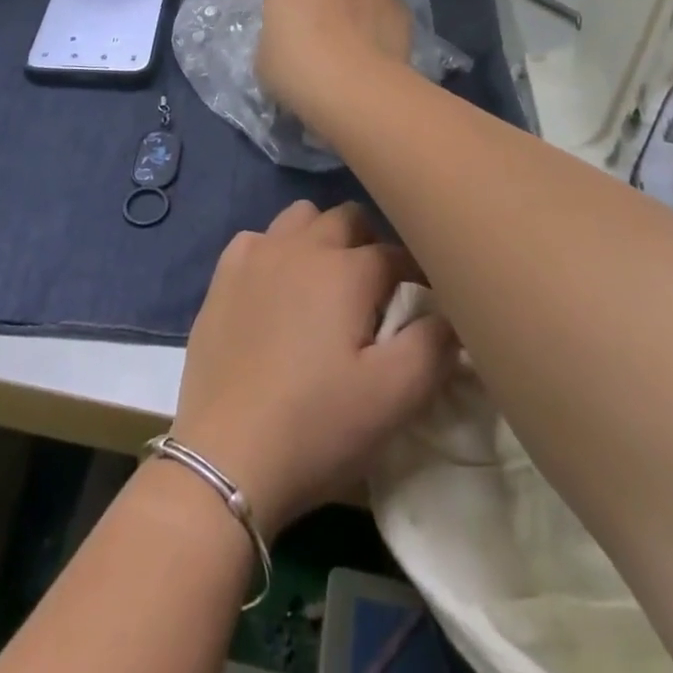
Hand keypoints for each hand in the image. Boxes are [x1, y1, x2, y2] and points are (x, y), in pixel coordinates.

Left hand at [170, 201, 455, 539]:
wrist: (226, 454)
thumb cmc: (317, 425)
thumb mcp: (393, 398)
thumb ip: (433, 347)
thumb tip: (449, 314)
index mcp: (346, 270)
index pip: (395, 253)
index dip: (416, 274)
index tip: (424, 301)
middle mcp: (302, 246)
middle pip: (348, 218)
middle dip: (370, 243)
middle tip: (376, 291)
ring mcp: (257, 255)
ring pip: (301, 217)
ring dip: (321, 237)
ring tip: (327, 283)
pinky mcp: (223, 275)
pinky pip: (258, 239)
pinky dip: (275, 251)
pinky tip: (276, 289)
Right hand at [256, 0, 414, 126]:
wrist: (352, 85)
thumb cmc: (296, 73)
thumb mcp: (266, 61)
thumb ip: (277, 40)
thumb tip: (289, 42)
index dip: (289, 1)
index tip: (291, 26)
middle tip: (327, 3)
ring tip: (359, 15)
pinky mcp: (397, 4)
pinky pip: (390, 1)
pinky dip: (385, 14)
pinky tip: (382, 40)